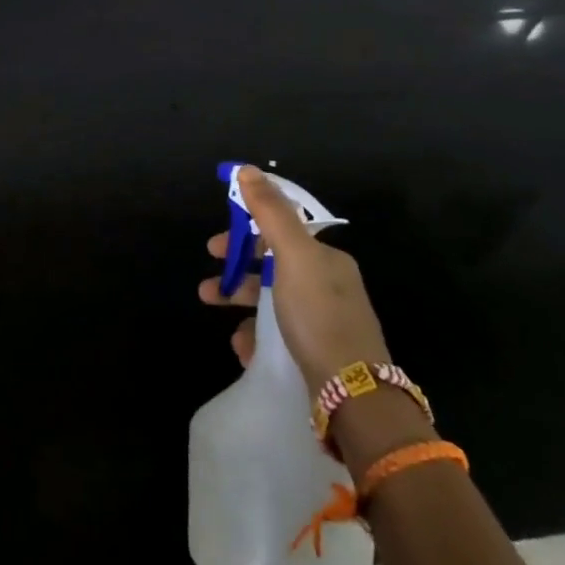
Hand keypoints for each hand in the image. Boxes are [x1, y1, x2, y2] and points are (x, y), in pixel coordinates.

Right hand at [198, 166, 392, 386]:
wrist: (356, 396)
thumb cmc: (319, 315)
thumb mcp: (294, 255)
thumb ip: (270, 212)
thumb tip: (246, 168)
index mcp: (326, 259)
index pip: (280, 232)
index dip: (245, 232)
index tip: (216, 245)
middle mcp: (329, 286)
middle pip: (273, 266)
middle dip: (237, 269)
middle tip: (209, 278)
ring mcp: (325, 322)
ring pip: (272, 301)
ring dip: (239, 301)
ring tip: (212, 309)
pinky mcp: (318, 355)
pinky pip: (278, 335)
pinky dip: (255, 336)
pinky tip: (243, 347)